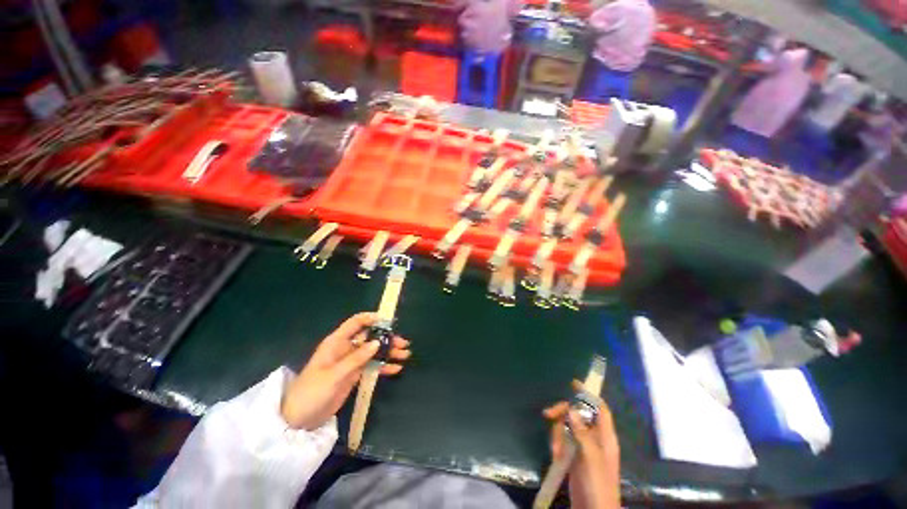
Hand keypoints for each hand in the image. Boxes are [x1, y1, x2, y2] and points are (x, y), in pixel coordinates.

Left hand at [281, 312, 410, 429]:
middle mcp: (346, 348)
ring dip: (389, 352)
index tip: (388, 321)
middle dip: (387, 338)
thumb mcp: (334, 375)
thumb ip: (356, 359)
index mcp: (336, 342)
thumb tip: (377, 342)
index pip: (355, 323)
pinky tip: (396, 368)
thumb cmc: (312, 392)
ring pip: (373, 351)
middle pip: (369, 337)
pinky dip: (384, 366)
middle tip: (403, 343)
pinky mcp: (354, 375)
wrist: (299, 419)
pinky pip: (372, 366)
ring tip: (405, 354)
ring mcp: (351, 362)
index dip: (371, 318)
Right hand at [543, 380, 619, 508]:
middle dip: (563, 413)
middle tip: (547, 414)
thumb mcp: (590, 458)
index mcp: (605, 437)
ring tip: (556, 449)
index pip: (600, 409)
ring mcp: (584, 448)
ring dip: (558, 433)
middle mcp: (595, 439)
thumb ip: (582, 432)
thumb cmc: (597, 484)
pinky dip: (557, 443)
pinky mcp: (574, 457)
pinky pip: (563, 440)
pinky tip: (555, 455)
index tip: (573, 383)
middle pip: (578, 415)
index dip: (588, 395)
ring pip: (568, 427)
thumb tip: (571, 409)